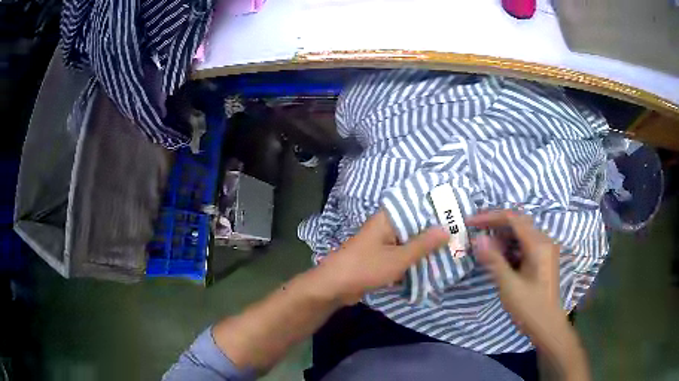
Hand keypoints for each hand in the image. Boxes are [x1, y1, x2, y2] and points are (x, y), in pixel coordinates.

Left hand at [316, 210, 449, 304]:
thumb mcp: (398, 258)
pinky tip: (431, 265)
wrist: (334, 287)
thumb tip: (446, 228)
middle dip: (433, 233)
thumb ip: (423, 244)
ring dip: (425, 249)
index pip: (416, 207)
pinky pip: (401, 255)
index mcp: (388, 219)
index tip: (456, 213)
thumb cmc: (365, 267)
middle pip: (415, 226)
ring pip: (409, 242)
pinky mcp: (380, 258)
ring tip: (451, 250)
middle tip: (459, 235)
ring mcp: (383, 243)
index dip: (435, 210)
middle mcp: (386, 227)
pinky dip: (413, 260)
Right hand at [466, 209, 564, 340]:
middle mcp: (544, 241)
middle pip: (518, 223)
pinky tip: (498, 257)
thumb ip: (494, 260)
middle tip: (474, 231)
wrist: (547, 326)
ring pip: (521, 234)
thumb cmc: (530, 307)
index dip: (490, 217)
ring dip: (502, 237)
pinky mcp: (542, 259)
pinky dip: (509, 247)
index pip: (513, 219)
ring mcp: (544, 250)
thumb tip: (477, 239)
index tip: (471, 222)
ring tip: (483, 245)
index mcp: (539, 244)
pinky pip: (524, 245)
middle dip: (495, 225)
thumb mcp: (509, 286)